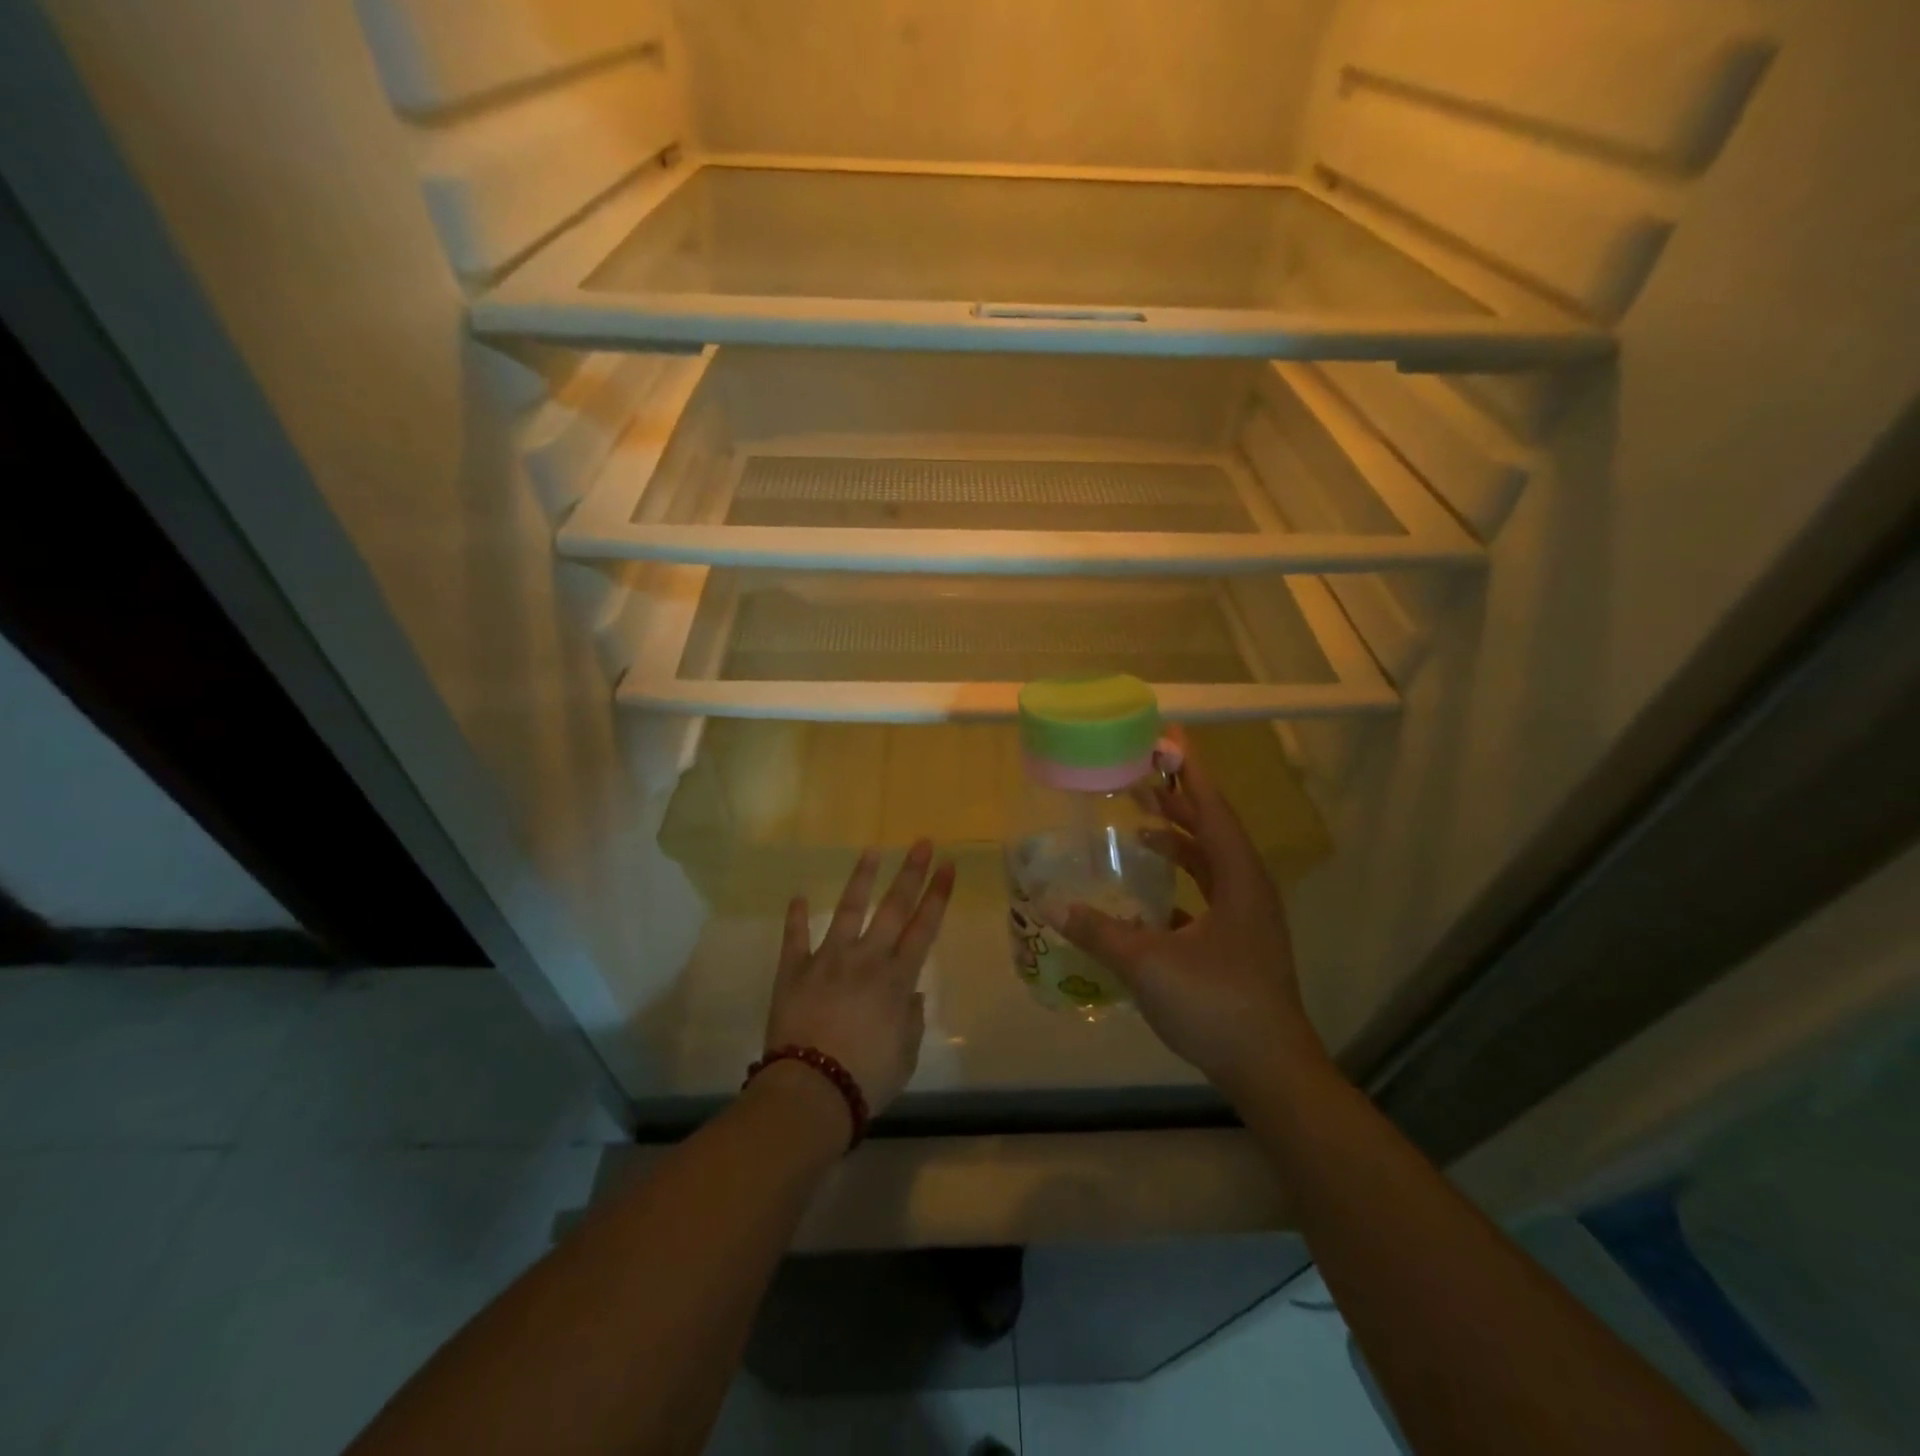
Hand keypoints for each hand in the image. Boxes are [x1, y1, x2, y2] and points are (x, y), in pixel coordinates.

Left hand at [763, 839, 956, 1117]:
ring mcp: (828, 959)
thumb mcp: (905, 1055)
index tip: (948, 865)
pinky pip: (794, 938)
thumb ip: (910, 1020)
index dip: (938, 895)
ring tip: (871, 850)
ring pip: (847, 910)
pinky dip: (795, 918)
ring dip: (861, 879)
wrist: (812, 1090)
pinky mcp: (793, 970)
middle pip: (893, 907)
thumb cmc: (867, 1078)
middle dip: (911, 873)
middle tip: (922, 843)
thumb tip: (911, 994)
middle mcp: (866, 959)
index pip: (924, 927)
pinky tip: (797, 897)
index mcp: (897, 979)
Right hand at [1054, 734, 1324, 1099]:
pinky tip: (1152, 895)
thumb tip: (1052, 906)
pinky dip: (1182, 882)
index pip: (1212, 809)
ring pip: (1212, 863)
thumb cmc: (1216, 1004)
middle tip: (1139, 777)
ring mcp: (1249, 919)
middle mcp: (1250, 889)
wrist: (1270, 1070)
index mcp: (1239, 880)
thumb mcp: (1149, 963)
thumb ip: (1100, 931)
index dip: (1189, 772)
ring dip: (1180, 841)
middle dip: (1178, 801)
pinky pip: (1209, 895)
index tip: (1167, 740)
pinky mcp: (1241, 943)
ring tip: (1141, 828)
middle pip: (1212, 830)